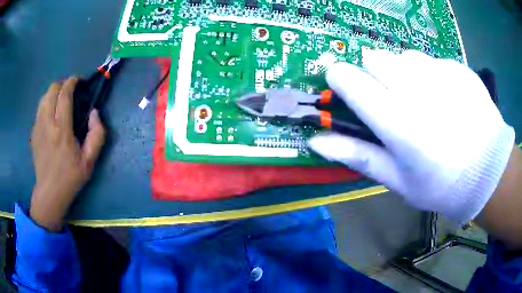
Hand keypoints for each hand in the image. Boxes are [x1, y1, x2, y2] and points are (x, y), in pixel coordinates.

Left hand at [30, 77, 104, 230]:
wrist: (50, 193)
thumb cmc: (70, 178)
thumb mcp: (90, 161)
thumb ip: (97, 134)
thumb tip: (95, 113)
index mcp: (62, 130)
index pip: (64, 94)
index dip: (72, 82)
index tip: (79, 81)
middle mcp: (47, 124)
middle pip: (52, 90)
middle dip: (62, 85)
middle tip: (70, 93)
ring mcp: (38, 127)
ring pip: (44, 97)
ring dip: (53, 93)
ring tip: (60, 102)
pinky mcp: (34, 133)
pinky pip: (39, 109)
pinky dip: (46, 105)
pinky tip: (51, 116)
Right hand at [309, 50, 514, 223]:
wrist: (489, 173)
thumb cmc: (441, 185)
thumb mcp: (398, 181)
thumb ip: (358, 156)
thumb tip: (316, 140)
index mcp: (397, 122)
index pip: (350, 80)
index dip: (340, 78)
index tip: (343, 85)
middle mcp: (416, 88)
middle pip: (374, 58)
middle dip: (375, 75)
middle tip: (392, 101)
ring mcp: (440, 73)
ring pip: (403, 56)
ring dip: (403, 72)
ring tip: (422, 99)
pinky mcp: (458, 68)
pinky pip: (431, 60)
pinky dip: (430, 74)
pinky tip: (446, 98)